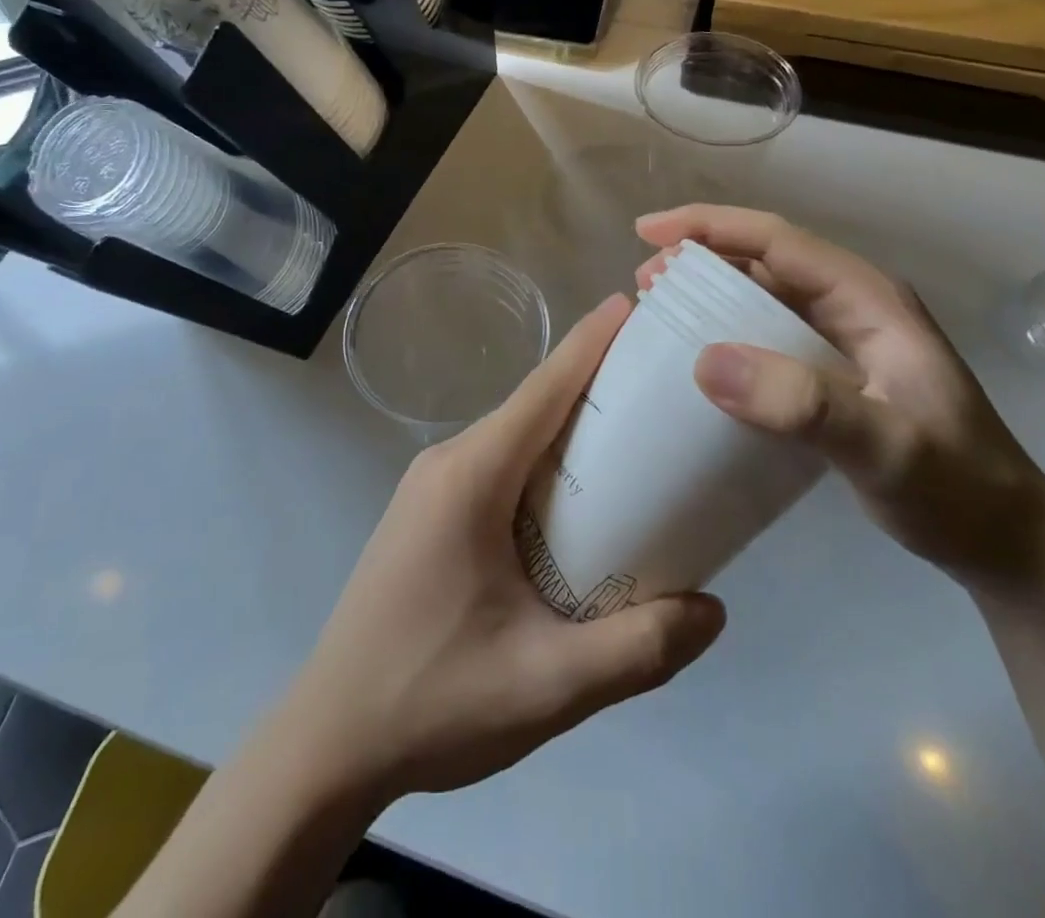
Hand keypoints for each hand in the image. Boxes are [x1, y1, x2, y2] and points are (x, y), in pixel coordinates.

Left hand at [282, 295, 724, 803]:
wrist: (329, 740)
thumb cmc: (433, 701)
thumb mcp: (548, 685)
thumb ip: (638, 650)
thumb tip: (715, 610)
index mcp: (470, 477)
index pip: (543, 390)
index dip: (590, 344)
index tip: (632, 305)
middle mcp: (447, 463)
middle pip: (533, 407)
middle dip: (595, 385)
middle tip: (663, 383)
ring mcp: (431, 486)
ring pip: (515, 437)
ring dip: (570, 429)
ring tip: (637, 438)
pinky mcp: (428, 513)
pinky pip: (497, 466)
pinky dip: (544, 463)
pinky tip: (580, 499)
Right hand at [636, 206, 1044, 596]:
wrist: (1008, 544)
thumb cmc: (957, 489)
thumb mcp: (885, 448)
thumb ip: (803, 404)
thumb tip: (704, 361)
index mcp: (867, 298)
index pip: (776, 240)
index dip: (708, 226)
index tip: (647, 233)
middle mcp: (852, 306)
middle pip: (763, 260)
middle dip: (699, 259)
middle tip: (643, 284)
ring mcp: (844, 340)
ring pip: (763, 296)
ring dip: (708, 295)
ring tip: (657, 312)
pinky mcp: (834, 374)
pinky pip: (767, 336)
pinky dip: (726, 334)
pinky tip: (698, 360)